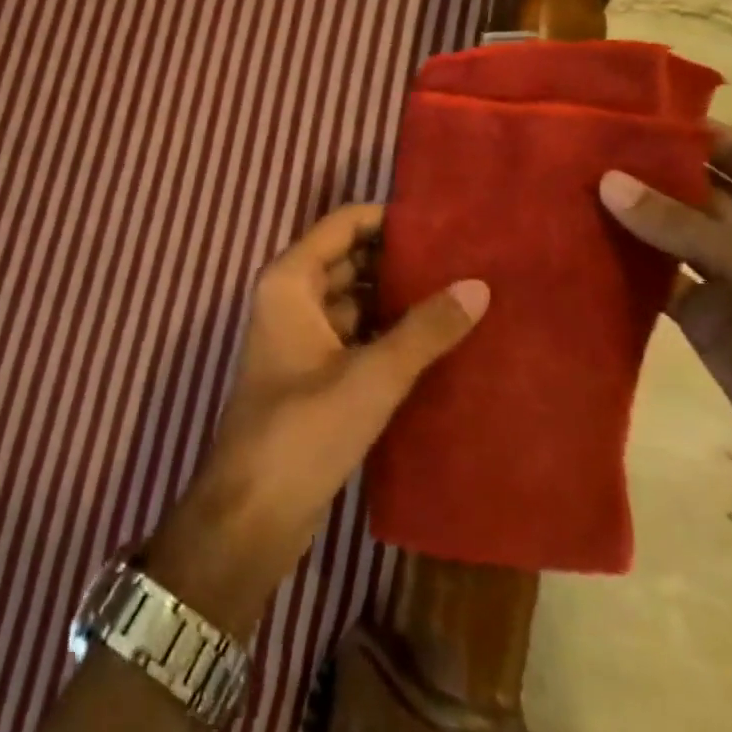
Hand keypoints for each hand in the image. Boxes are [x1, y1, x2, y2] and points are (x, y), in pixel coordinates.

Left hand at [146, 205, 488, 634]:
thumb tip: (478, 285)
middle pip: (349, 259)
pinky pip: (355, 335)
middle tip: (464, 258)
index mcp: (290, 281)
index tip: (443, 222)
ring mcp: (301, 337)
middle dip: (399, 259)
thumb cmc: (303, 430)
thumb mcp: (371, 376)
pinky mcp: (314, 374)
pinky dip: (388, 333)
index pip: (342, 225)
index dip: (388, 219)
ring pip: (354, 300)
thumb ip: (425, 330)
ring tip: (461, 293)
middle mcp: (291, 298)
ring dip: (397, 298)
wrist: (253, 512)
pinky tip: (436, 340)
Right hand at [599, 124, 731, 537]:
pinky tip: (576, 242)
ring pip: (671, 232)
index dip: (683, 131)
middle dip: (643, 172)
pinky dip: (624, 264)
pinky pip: (658, 278)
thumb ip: (684, 225)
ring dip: (628, 216)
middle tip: (573, 150)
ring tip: (561, 187)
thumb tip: (605, 180)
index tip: (616, 113)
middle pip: (696, 188)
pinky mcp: (708, 317)